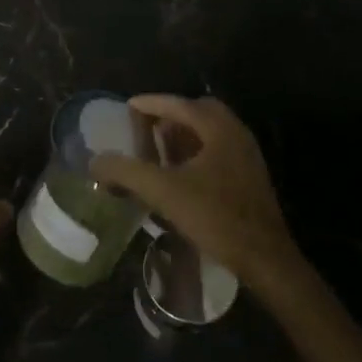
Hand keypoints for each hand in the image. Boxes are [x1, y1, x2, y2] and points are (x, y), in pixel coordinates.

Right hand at [89, 95, 299, 288]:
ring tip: (158, 148)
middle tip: (145, 126)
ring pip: (210, 132)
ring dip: (184, 134)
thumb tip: (95, 161)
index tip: (128, 106)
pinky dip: (196, 151)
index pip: (180, 103)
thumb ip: (127, 172)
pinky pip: (218, 150)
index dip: (151, 103)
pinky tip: (180, 173)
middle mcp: (236, 133)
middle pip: (198, 112)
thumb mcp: (164, 192)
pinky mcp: (250, 177)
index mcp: (219, 128)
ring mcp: (247, 155)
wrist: (265, 258)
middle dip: (170, 115)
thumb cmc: (215, 216)